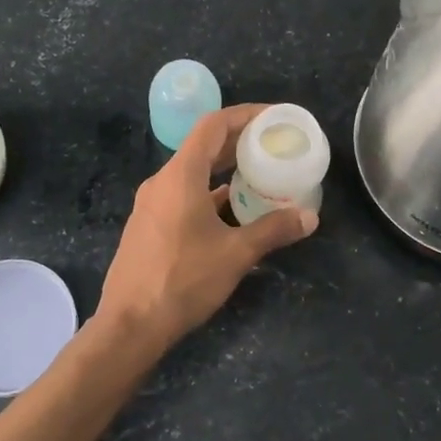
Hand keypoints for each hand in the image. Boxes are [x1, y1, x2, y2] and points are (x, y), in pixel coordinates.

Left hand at [95, 104, 317, 351]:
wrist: (130, 325)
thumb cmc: (183, 280)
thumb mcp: (236, 254)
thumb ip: (273, 230)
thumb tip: (309, 217)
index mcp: (180, 176)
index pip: (213, 126)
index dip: (245, 115)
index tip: (273, 117)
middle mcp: (162, 182)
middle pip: (203, 147)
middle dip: (239, 142)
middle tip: (273, 145)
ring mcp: (151, 205)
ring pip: (193, 173)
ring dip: (224, 170)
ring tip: (259, 175)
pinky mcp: (149, 226)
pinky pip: (183, 196)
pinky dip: (210, 194)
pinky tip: (233, 211)